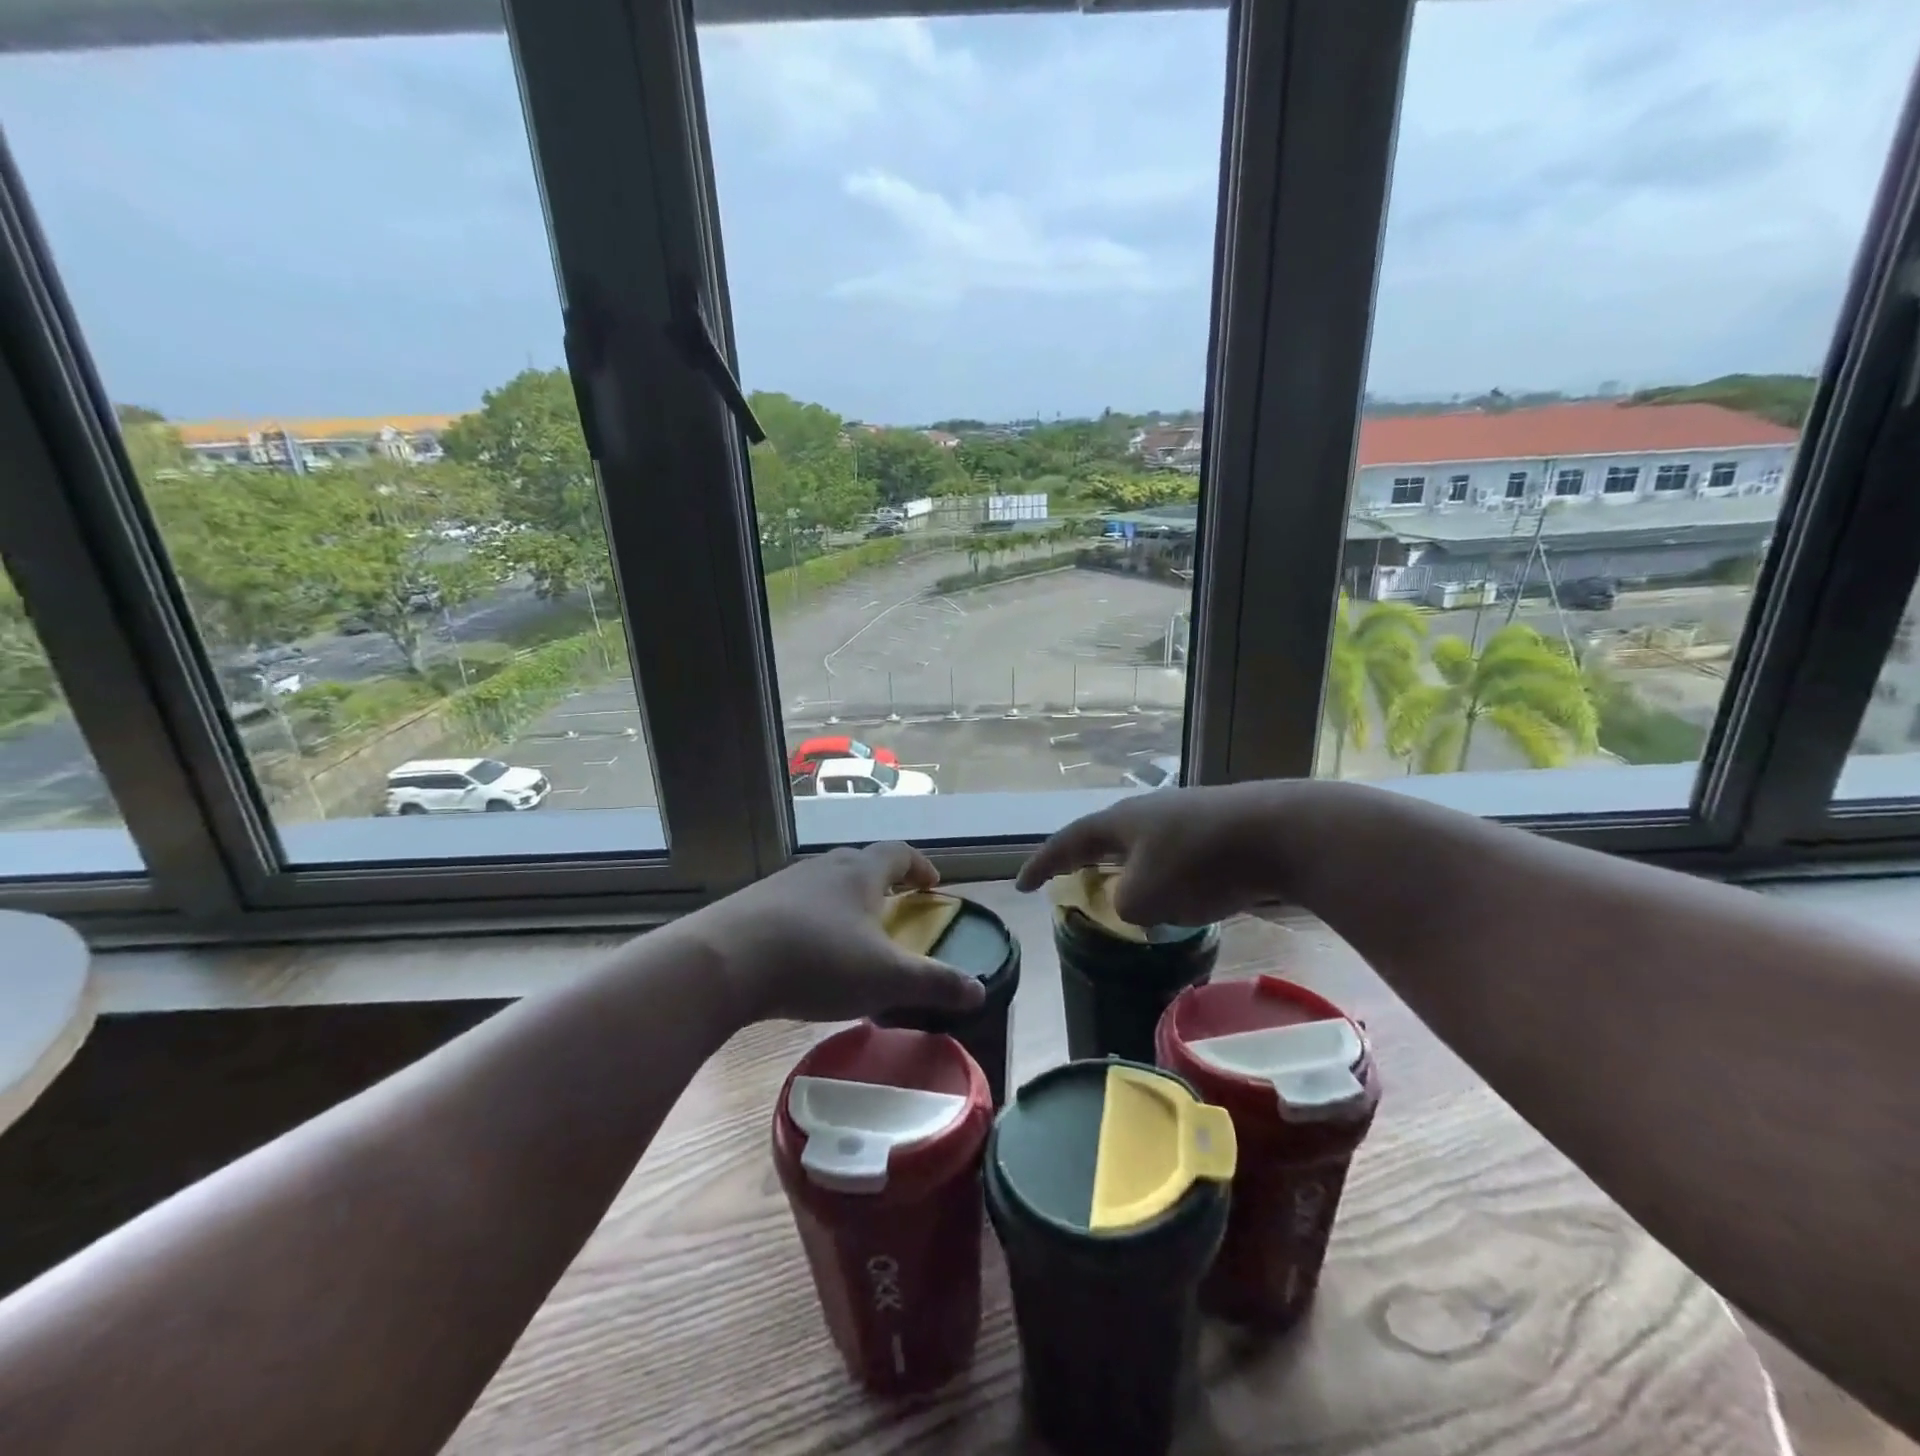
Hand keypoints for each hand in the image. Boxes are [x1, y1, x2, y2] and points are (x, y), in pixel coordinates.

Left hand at [683, 842, 988, 1025]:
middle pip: (860, 862)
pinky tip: (804, 950)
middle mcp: (823, 868)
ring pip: (824, 882)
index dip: (919, 866)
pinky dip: (810, 918)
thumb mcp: (885, 979)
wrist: (724, 962)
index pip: (899, 854)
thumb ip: (934, 984)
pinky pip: (793, 904)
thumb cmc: (817, 961)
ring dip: (844, 898)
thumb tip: (980, 991)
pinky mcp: (753, 905)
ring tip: (851, 931)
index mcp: (860, 873)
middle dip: (882, 881)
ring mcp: (784, 883)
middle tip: (894, 905)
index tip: (932, 884)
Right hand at [1015, 781, 1305, 925]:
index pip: (1067, 841)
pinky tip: (1177, 893)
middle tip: (1067, 876)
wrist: (1278, 832)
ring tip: (1122, 890)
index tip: (1021, 885)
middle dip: (1083, 859)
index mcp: (1119, 822)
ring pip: (1141, 845)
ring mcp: (1183, 816)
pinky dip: (1161, 875)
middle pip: (1103, 836)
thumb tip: (1134, 901)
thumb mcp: (1146, 897)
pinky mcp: (1215, 829)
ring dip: (1125, 868)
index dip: (1042, 864)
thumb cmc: (1199, 863)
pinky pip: (1173, 854)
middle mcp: (1146, 812)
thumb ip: (1125, 905)